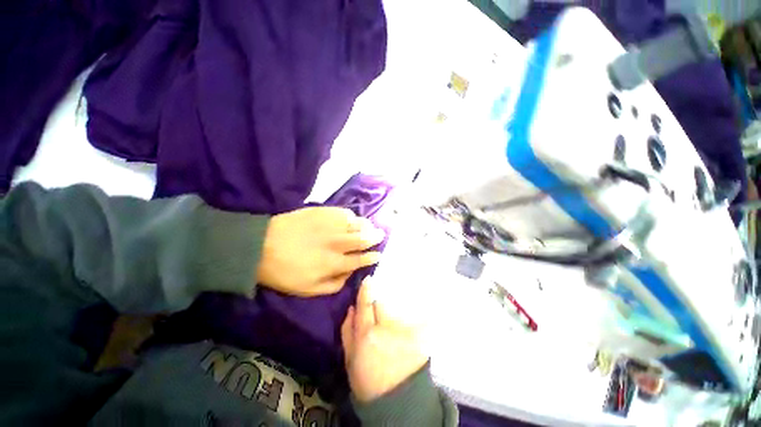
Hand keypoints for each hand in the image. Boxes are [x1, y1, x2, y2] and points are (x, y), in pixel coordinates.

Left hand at [257, 207, 383, 296]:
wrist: (260, 245)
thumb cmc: (284, 271)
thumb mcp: (308, 290)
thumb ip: (334, 285)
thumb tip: (350, 274)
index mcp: (334, 263)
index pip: (361, 260)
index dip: (372, 257)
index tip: (378, 255)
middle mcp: (337, 243)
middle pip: (363, 238)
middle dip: (375, 237)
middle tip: (381, 235)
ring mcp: (330, 225)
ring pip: (357, 224)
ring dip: (366, 226)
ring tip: (370, 226)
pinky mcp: (322, 212)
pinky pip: (344, 212)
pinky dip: (352, 216)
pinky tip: (352, 219)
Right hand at [341, 278, 427, 402]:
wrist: (395, 400)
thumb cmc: (367, 380)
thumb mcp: (349, 359)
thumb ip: (347, 331)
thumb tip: (351, 307)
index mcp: (366, 334)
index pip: (365, 304)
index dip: (366, 290)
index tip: (368, 279)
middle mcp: (386, 329)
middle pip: (384, 303)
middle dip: (382, 299)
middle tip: (383, 302)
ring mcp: (405, 332)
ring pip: (400, 307)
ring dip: (399, 305)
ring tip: (402, 305)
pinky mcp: (420, 337)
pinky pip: (422, 318)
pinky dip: (423, 312)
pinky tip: (427, 306)